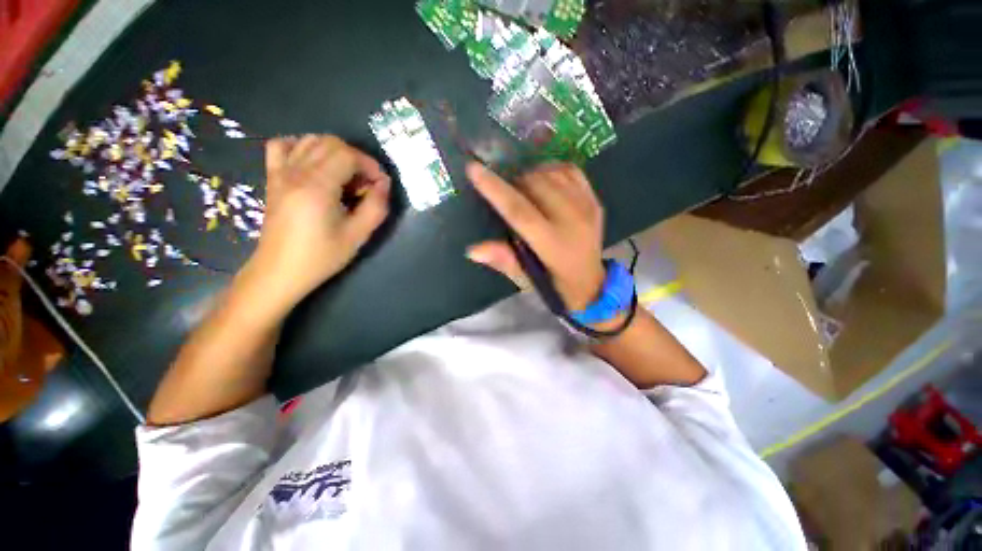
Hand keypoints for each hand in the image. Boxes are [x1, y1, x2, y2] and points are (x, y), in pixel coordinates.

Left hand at [248, 135, 390, 307]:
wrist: (280, 271)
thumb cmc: (321, 257)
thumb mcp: (358, 236)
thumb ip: (376, 207)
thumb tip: (384, 184)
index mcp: (317, 187)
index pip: (347, 154)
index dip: (370, 165)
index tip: (380, 185)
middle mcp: (296, 172)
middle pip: (330, 142)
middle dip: (356, 158)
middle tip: (365, 184)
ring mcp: (280, 172)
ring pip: (310, 140)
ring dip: (334, 152)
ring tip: (344, 177)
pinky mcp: (272, 178)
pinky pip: (282, 146)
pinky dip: (302, 147)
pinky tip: (314, 164)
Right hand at [466, 162, 605, 310]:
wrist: (592, 283)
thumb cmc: (555, 285)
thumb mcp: (526, 280)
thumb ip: (504, 261)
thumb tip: (473, 250)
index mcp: (553, 245)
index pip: (519, 211)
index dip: (495, 189)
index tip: (473, 169)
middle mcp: (573, 221)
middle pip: (536, 185)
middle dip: (514, 182)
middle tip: (507, 193)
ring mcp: (587, 207)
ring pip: (552, 174)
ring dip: (532, 176)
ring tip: (525, 190)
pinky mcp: (594, 200)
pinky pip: (569, 171)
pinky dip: (551, 171)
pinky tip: (545, 183)